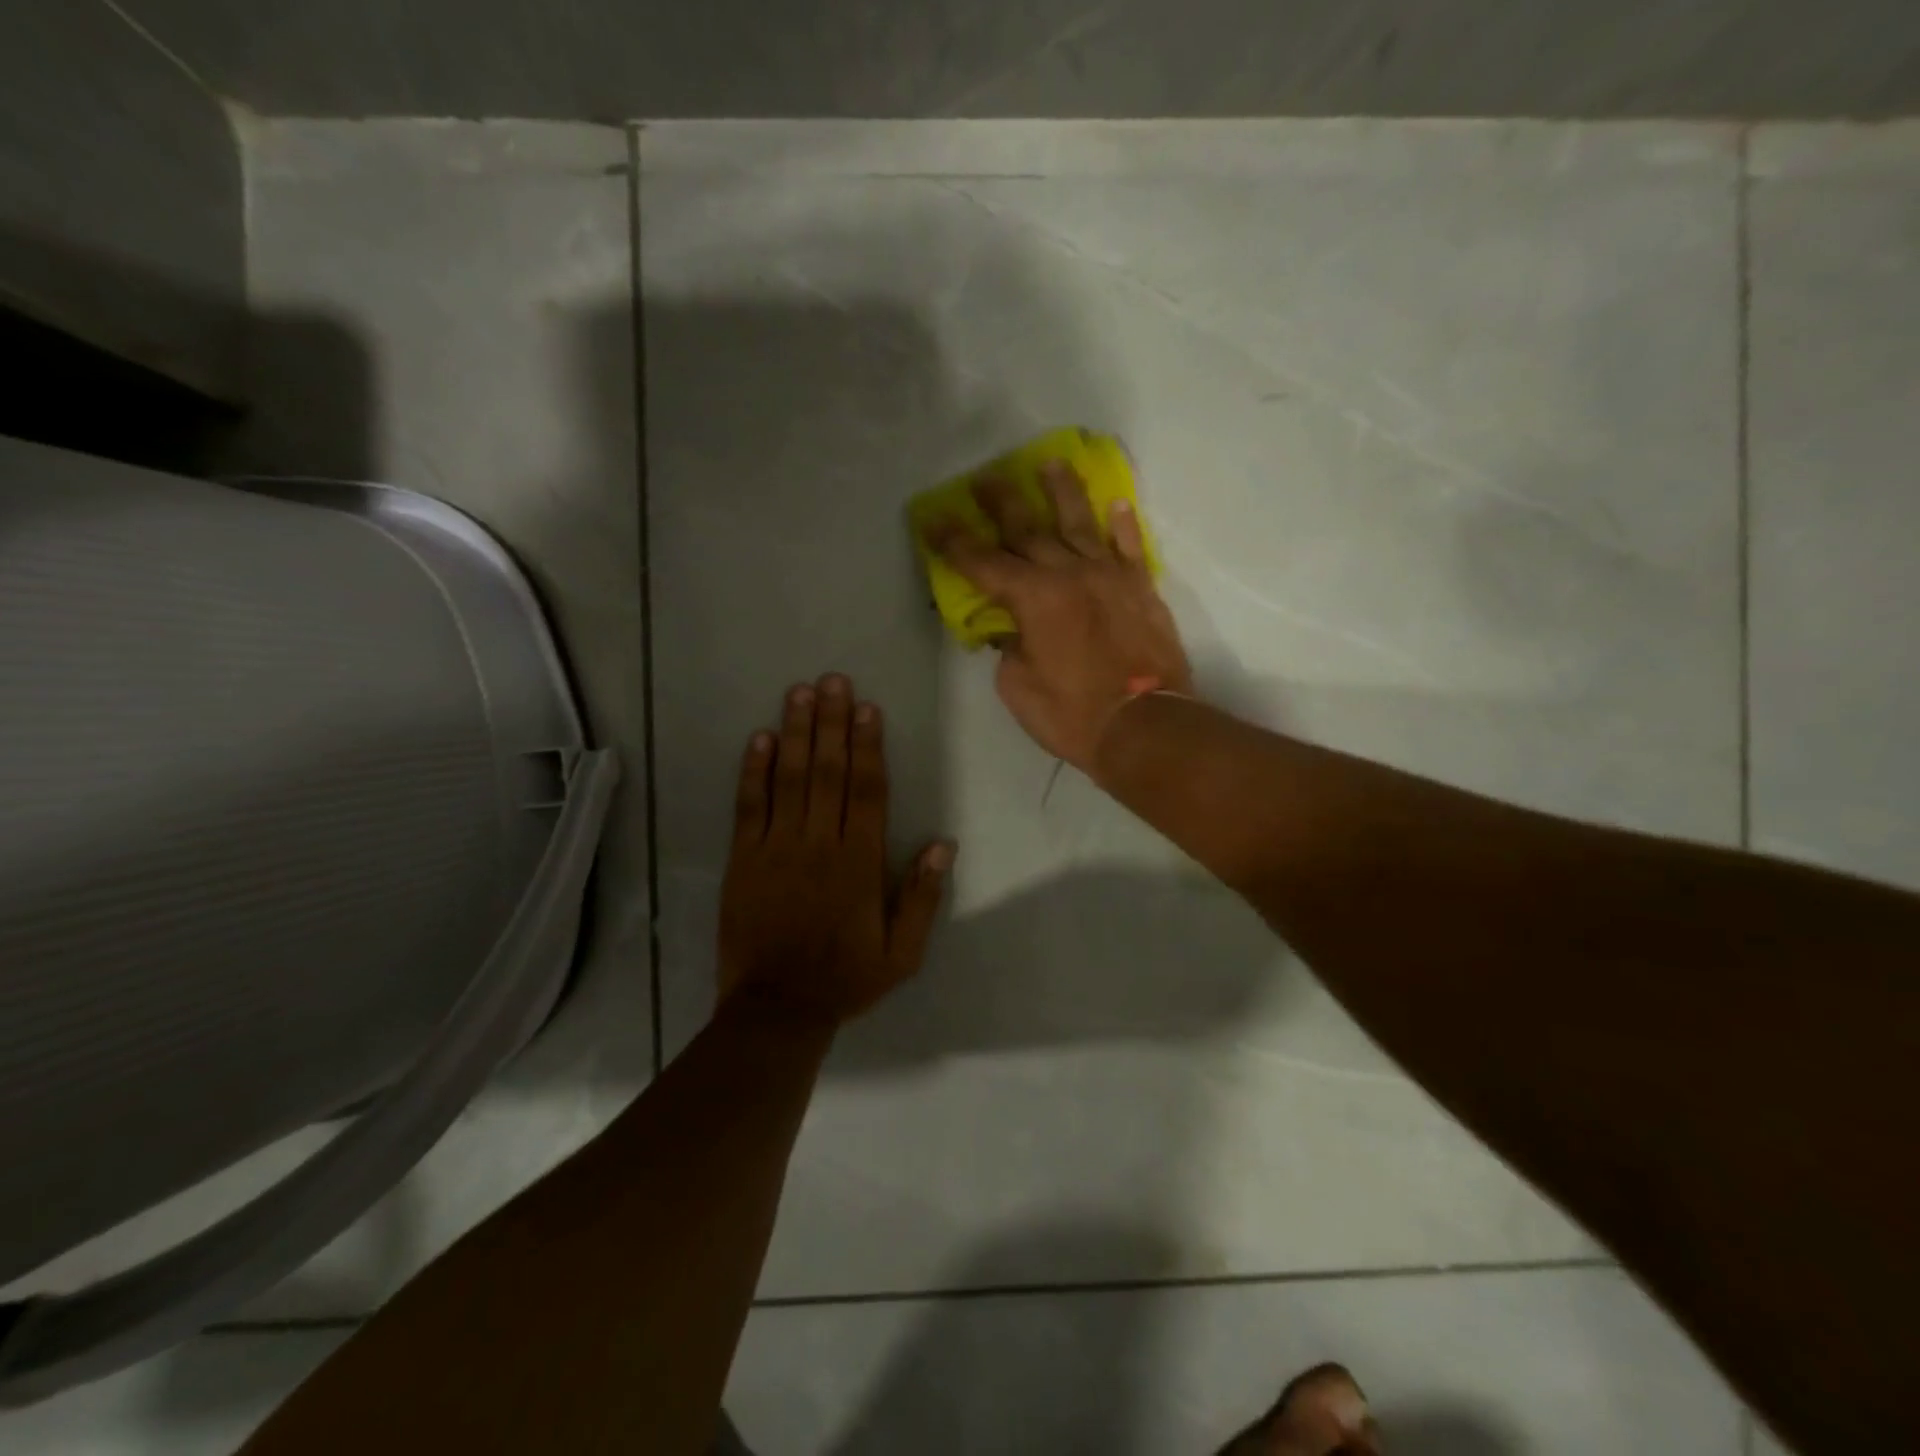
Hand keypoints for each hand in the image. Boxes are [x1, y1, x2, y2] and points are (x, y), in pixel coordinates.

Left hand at [718, 673, 953, 1026]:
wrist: (776, 1010)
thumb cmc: (845, 978)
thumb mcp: (902, 952)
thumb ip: (921, 896)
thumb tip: (942, 843)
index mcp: (860, 862)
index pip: (868, 791)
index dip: (868, 746)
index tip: (868, 708)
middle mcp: (820, 844)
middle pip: (829, 772)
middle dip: (832, 723)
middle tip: (834, 680)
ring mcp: (778, 848)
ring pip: (791, 779)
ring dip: (797, 733)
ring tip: (800, 692)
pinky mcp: (744, 859)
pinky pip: (750, 806)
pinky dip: (755, 771)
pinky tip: (761, 738)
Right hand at [928, 460, 1192, 774]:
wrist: (1146, 726)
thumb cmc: (1072, 714)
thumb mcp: (1018, 688)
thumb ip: (1010, 649)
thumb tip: (1012, 631)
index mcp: (1033, 598)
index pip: (983, 563)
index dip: (955, 542)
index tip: (935, 518)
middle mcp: (1070, 574)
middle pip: (1029, 529)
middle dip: (1002, 502)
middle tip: (985, 478)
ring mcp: (1110, 577)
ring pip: (1081, 524)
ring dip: (1063, 492)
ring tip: (1051, 463)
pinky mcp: (1142, 590)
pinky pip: (1131, 548)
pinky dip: (1123, 525)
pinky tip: (1117, 505)